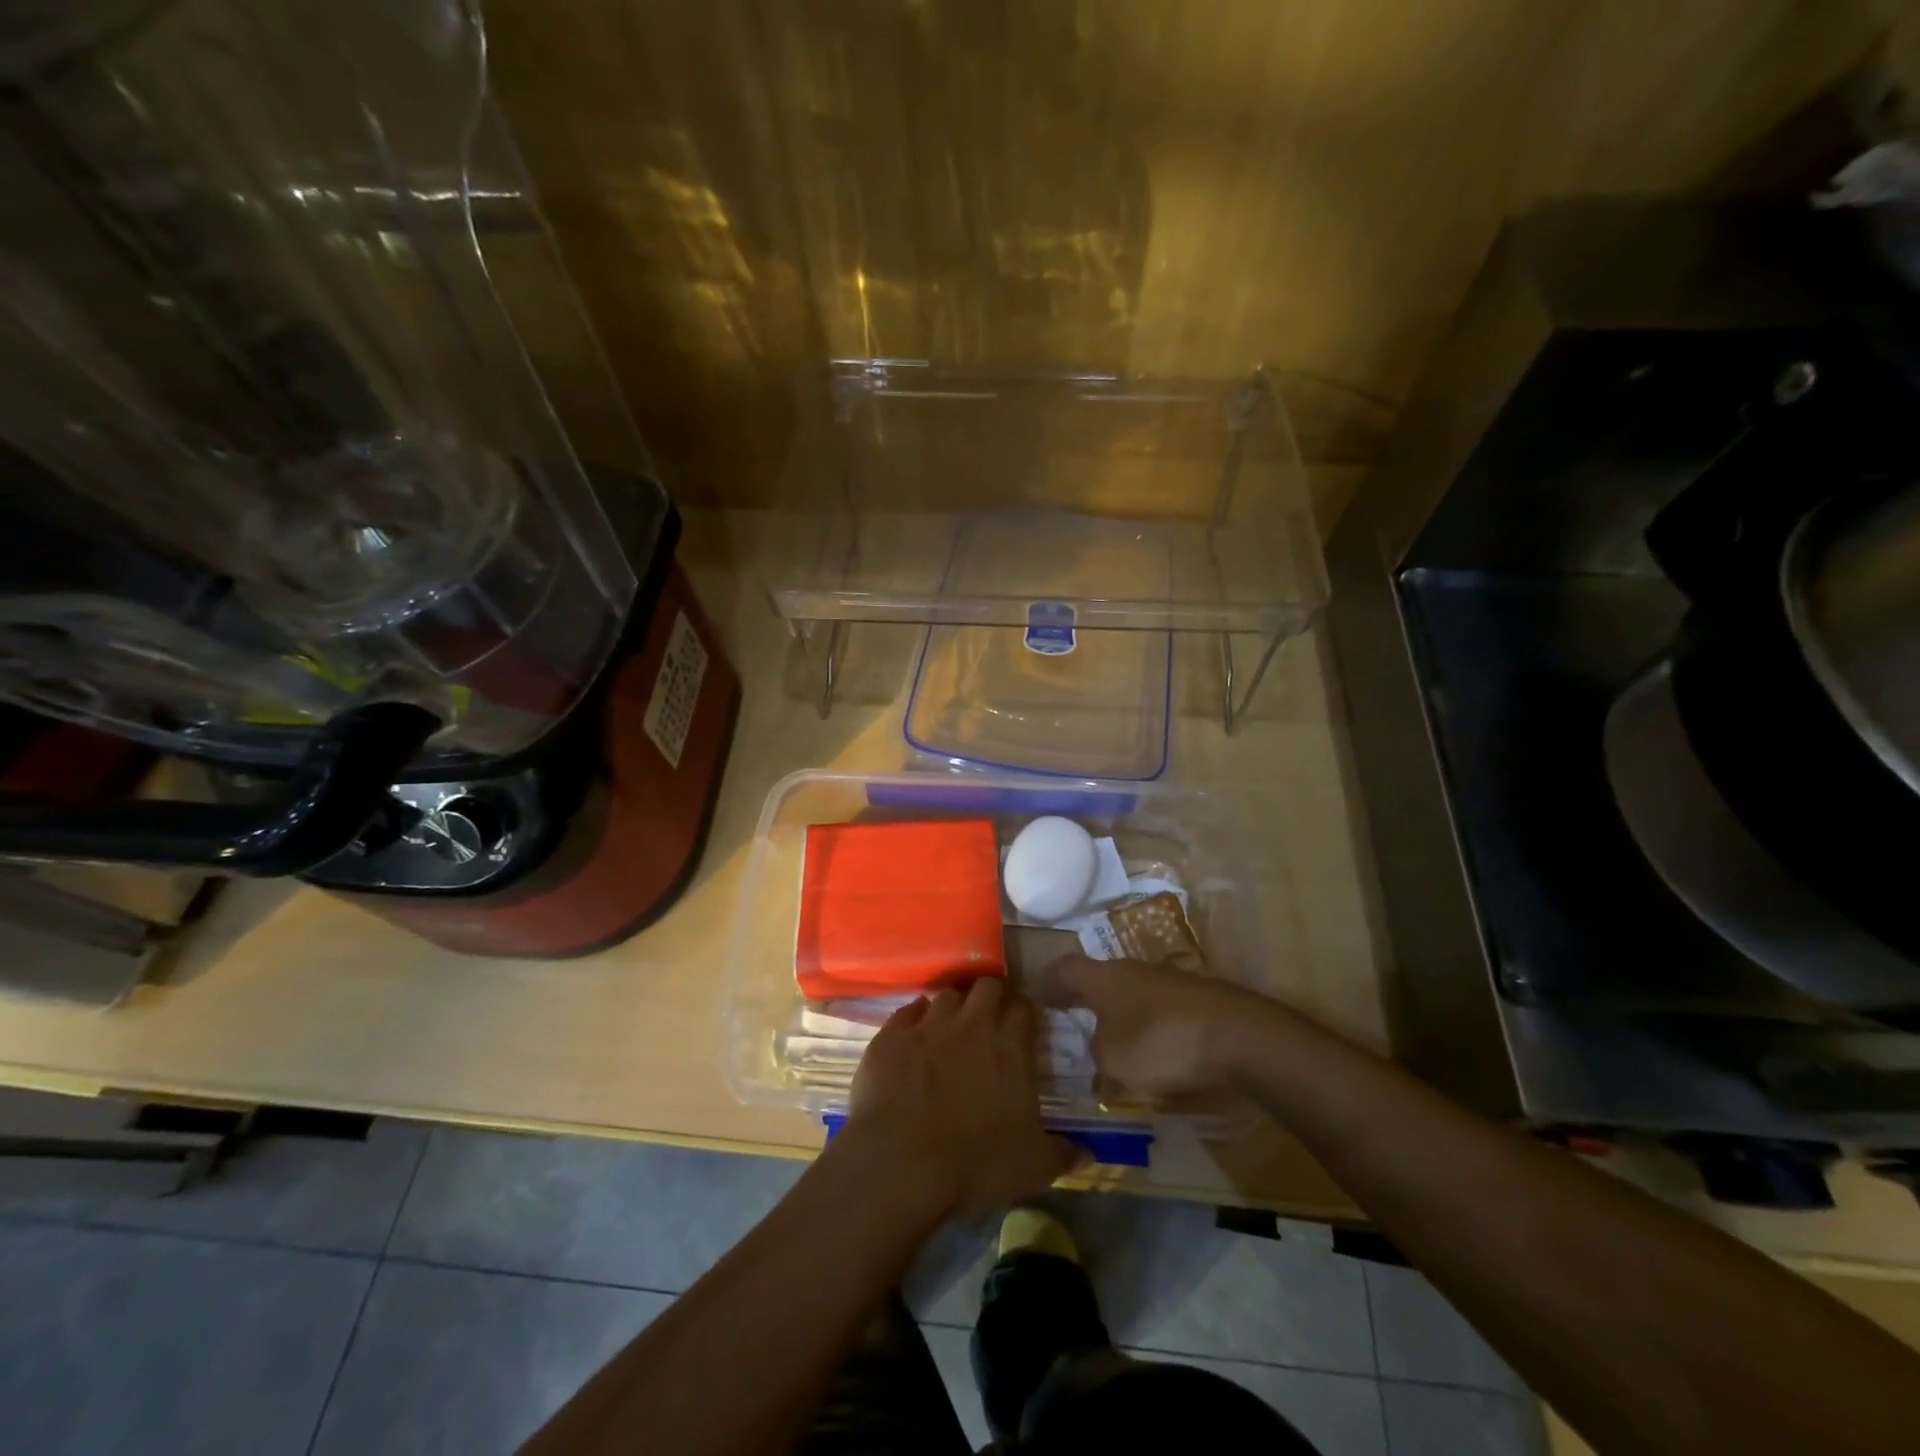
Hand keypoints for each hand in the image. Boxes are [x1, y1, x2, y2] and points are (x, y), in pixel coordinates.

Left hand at [840, 979, 1079, 1217]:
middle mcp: (971, 1024)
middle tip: (989, 1020)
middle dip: (991, 996)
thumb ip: (1062, 1154)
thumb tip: (1086, 1154)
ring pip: (946, 994)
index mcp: (1010, 1047)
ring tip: (950, 1028)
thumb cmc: (975, 1163)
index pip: (1024, 1006)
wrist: (901, 1164)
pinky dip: (913, 1020)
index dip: (1024, 1012)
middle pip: (986, 985)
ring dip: (952, 1007)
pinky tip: (913, 1038)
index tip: (1023, 1025)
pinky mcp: (891, 1036)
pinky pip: (907, 1012)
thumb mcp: (1033, 1167)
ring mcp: (928, 1025)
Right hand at [1029, 955, 1277, 1098]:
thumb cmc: (1162, 1042)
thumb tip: (1101, 1051)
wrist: (1240, 1036)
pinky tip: (1153, 1052)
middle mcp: (1132, 970)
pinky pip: (1159, 1010)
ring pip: (1131, 993)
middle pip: (1099, 978)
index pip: (1064, 968)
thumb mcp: (1113, 1061)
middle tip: (1070, 1020)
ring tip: (1111, 1041)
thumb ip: (1097, 1055)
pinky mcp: (1197, 1000)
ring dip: (1118, 1013)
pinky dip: (1148, 1026)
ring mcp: (1168, 981)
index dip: (1048, 982)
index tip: (1036, 996)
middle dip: (1084, 998)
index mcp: (1103, 978)